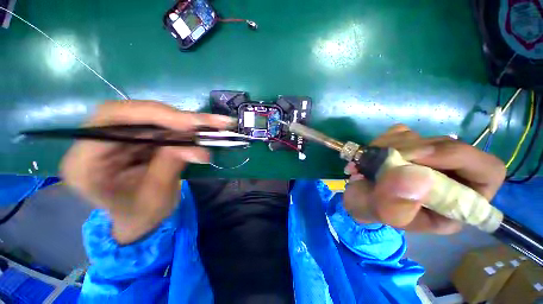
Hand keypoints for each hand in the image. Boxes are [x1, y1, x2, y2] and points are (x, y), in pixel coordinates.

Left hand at [61, 101, 233, 243]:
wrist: (138, 218)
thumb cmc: (140, 215)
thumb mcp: (155, 197)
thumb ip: (171, 166)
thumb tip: (199, 149)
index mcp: (86, 162)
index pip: (112, 120)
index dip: (154, 115)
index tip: (190, 124)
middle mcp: (96, 142)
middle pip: (136, 113)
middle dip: (178, 118)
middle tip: (211, 123)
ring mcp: (119, 137)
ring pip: (154, 117)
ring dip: (187, 122)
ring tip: (215, 125)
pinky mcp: (137, 138)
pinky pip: (163, 126)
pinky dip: (187, 128)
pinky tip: (205, 130)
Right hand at [343, 124, 505, 233]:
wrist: (359, 196)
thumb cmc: (375, 210)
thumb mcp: (386, 214)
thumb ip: (400, 201)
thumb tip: (415, 175)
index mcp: (459, 202)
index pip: (487, 171)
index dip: (459, 157)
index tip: (417, 156)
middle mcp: (451, 177)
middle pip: (450, 146)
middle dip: (413, 150)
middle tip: (384, 158)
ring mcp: (429, 157)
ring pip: (422, 137)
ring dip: (391, 146)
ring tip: (370, 162)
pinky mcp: (410, 146)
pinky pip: (402, 133)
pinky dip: (383, 141)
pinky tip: (372, 154)